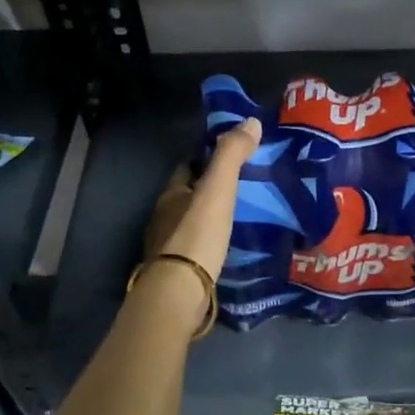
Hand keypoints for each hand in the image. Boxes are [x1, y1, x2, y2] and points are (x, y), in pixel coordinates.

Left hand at [137, 118, 260, 331]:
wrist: (178, 293)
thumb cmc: (196, 236)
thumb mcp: (218, 191)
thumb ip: (231, 156)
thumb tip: (251, 122)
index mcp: (171, 195)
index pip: (188, 167)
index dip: (207, 159)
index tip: (232, 158)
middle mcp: (164, 218)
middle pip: (188, 196)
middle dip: (210, 192)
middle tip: (243, 190)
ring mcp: (168, 248)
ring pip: (191, 224)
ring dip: (211, 220)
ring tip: (241, 219)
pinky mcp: (178, 273)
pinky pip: (197, 250)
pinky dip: (211, 245)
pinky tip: (229, 249)